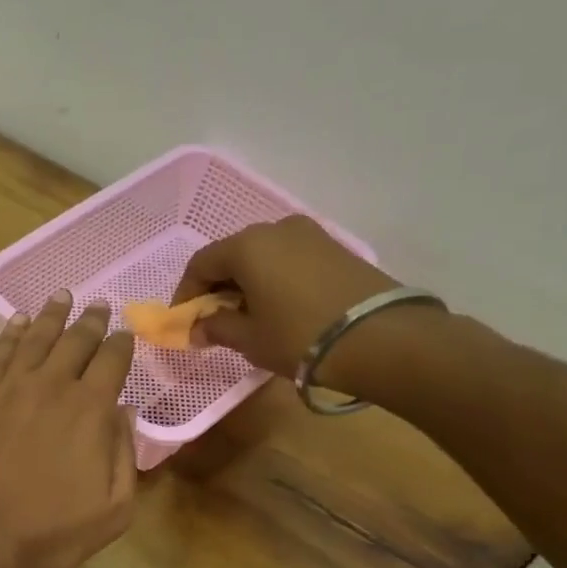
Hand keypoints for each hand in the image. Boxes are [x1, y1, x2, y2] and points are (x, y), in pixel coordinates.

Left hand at [0, 291, 136, 567]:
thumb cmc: (47, 537)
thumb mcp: (111, 512)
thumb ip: (125, 457)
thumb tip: (124, 414)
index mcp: (90, 410)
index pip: (113, 361)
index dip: (122, 343)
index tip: (126, 333)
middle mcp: (51, 386)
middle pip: (75, 341)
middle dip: (91, 321)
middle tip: (99, 305)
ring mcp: (9, 389)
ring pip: (34, 338)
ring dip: (51, 315)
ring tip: (62, 296)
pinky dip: (8, 332)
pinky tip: (15, 320)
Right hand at [173, 216, 403, 383]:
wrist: (380, 337)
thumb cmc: (299, 336)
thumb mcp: (249, 338)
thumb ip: (216, 328)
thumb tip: (197, 328)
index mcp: (247, 245)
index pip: (201, 263)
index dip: (187, 293)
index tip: (185, 321)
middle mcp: (276, 229)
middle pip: (233, 255)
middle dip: (218, 287)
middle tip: (215, 320)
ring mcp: (310, 235)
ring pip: (263, 256)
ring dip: (247, 284)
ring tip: (249, 317)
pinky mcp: (335, 249)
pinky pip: (289, 260)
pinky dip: (274, 280)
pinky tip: (279, 308)